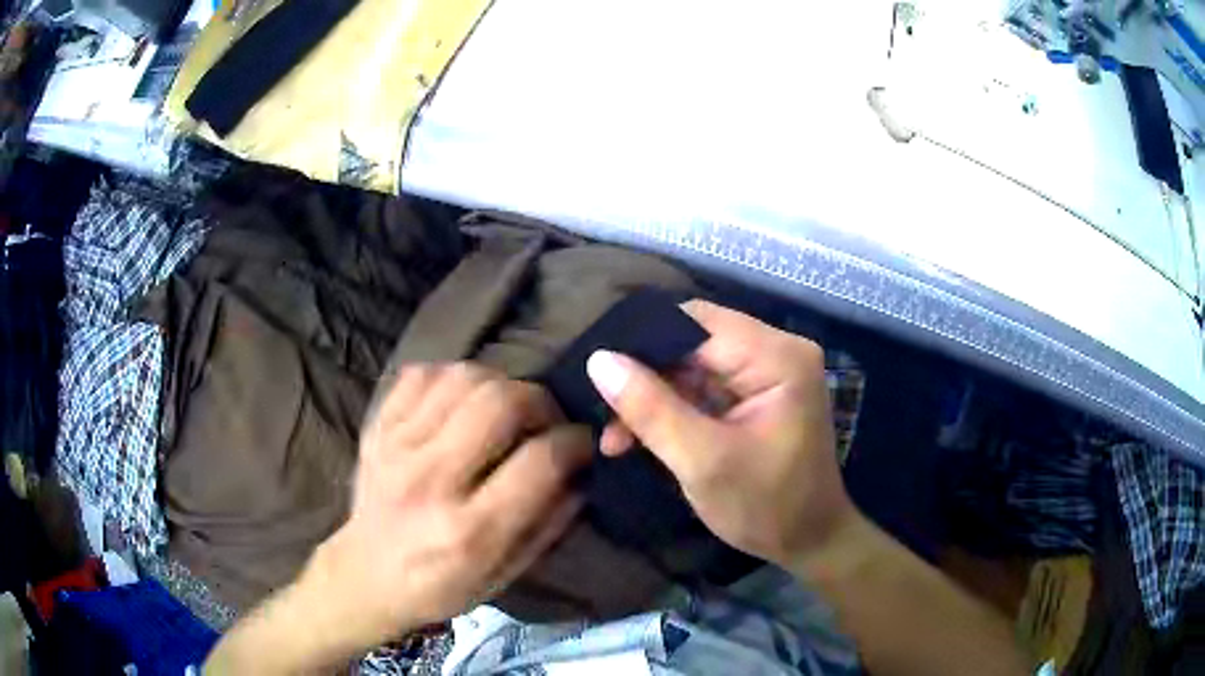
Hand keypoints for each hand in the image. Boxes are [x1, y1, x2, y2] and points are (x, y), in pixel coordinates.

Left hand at [300, 363, 591, 652]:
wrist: (365, 575)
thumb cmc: (440, 585)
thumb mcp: (506, 574)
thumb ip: (550, 524)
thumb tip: (582, 472)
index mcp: (469, 530)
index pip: (539, 460)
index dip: (574, 441)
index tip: (582, 442)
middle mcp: (431, 481)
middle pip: (500, 402)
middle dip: (540, 401)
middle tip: (545, 419)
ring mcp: (396, 447)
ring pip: (463, 378)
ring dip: (499, 384)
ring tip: (505, 408)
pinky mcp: (376, 428)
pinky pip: (422, 374)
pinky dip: (452, 378)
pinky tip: (461, 403)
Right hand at [586, 300, 854, 566]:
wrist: (810, 542)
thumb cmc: (766, 507)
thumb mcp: (702, 462)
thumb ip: (650, 409)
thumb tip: (599, 359)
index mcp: (777, 357)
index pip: (695, 323)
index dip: (643, 343)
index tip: (600, 374)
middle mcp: (777, 351)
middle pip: (693, 341)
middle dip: (646, 378)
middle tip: (604, 416)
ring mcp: (769, 372)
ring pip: (692, 366)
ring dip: (654, 399)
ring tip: (616, 438)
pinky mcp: (758, 394)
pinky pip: (704, 388)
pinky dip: (673, 411)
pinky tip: (641, 438)